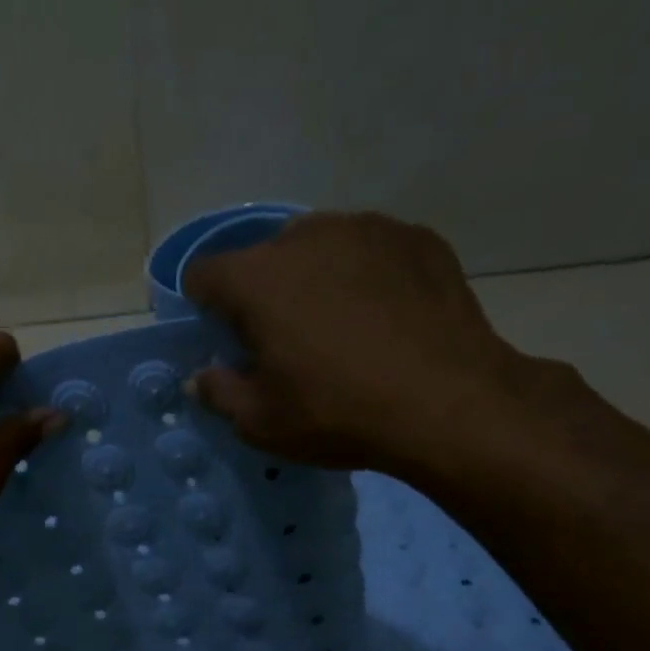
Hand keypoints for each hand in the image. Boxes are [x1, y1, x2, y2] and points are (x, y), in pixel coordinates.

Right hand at [181, 212, 536, 477]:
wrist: (450, 404)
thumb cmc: (338, 413)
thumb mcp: (260, 421)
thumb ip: (218, 392)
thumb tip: (199, 378)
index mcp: (257, 278)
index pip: (203, 273)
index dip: (202, 307)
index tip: (222, 339)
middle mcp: (307, 236)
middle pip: (262, 257)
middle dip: (261, 292)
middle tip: (283, 340)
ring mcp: (368, 229)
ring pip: (318, 245)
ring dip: (312, 278)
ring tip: (337, 324)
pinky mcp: (417, 237)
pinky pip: (369, 249)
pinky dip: (362, 275)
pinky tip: (383, 316)